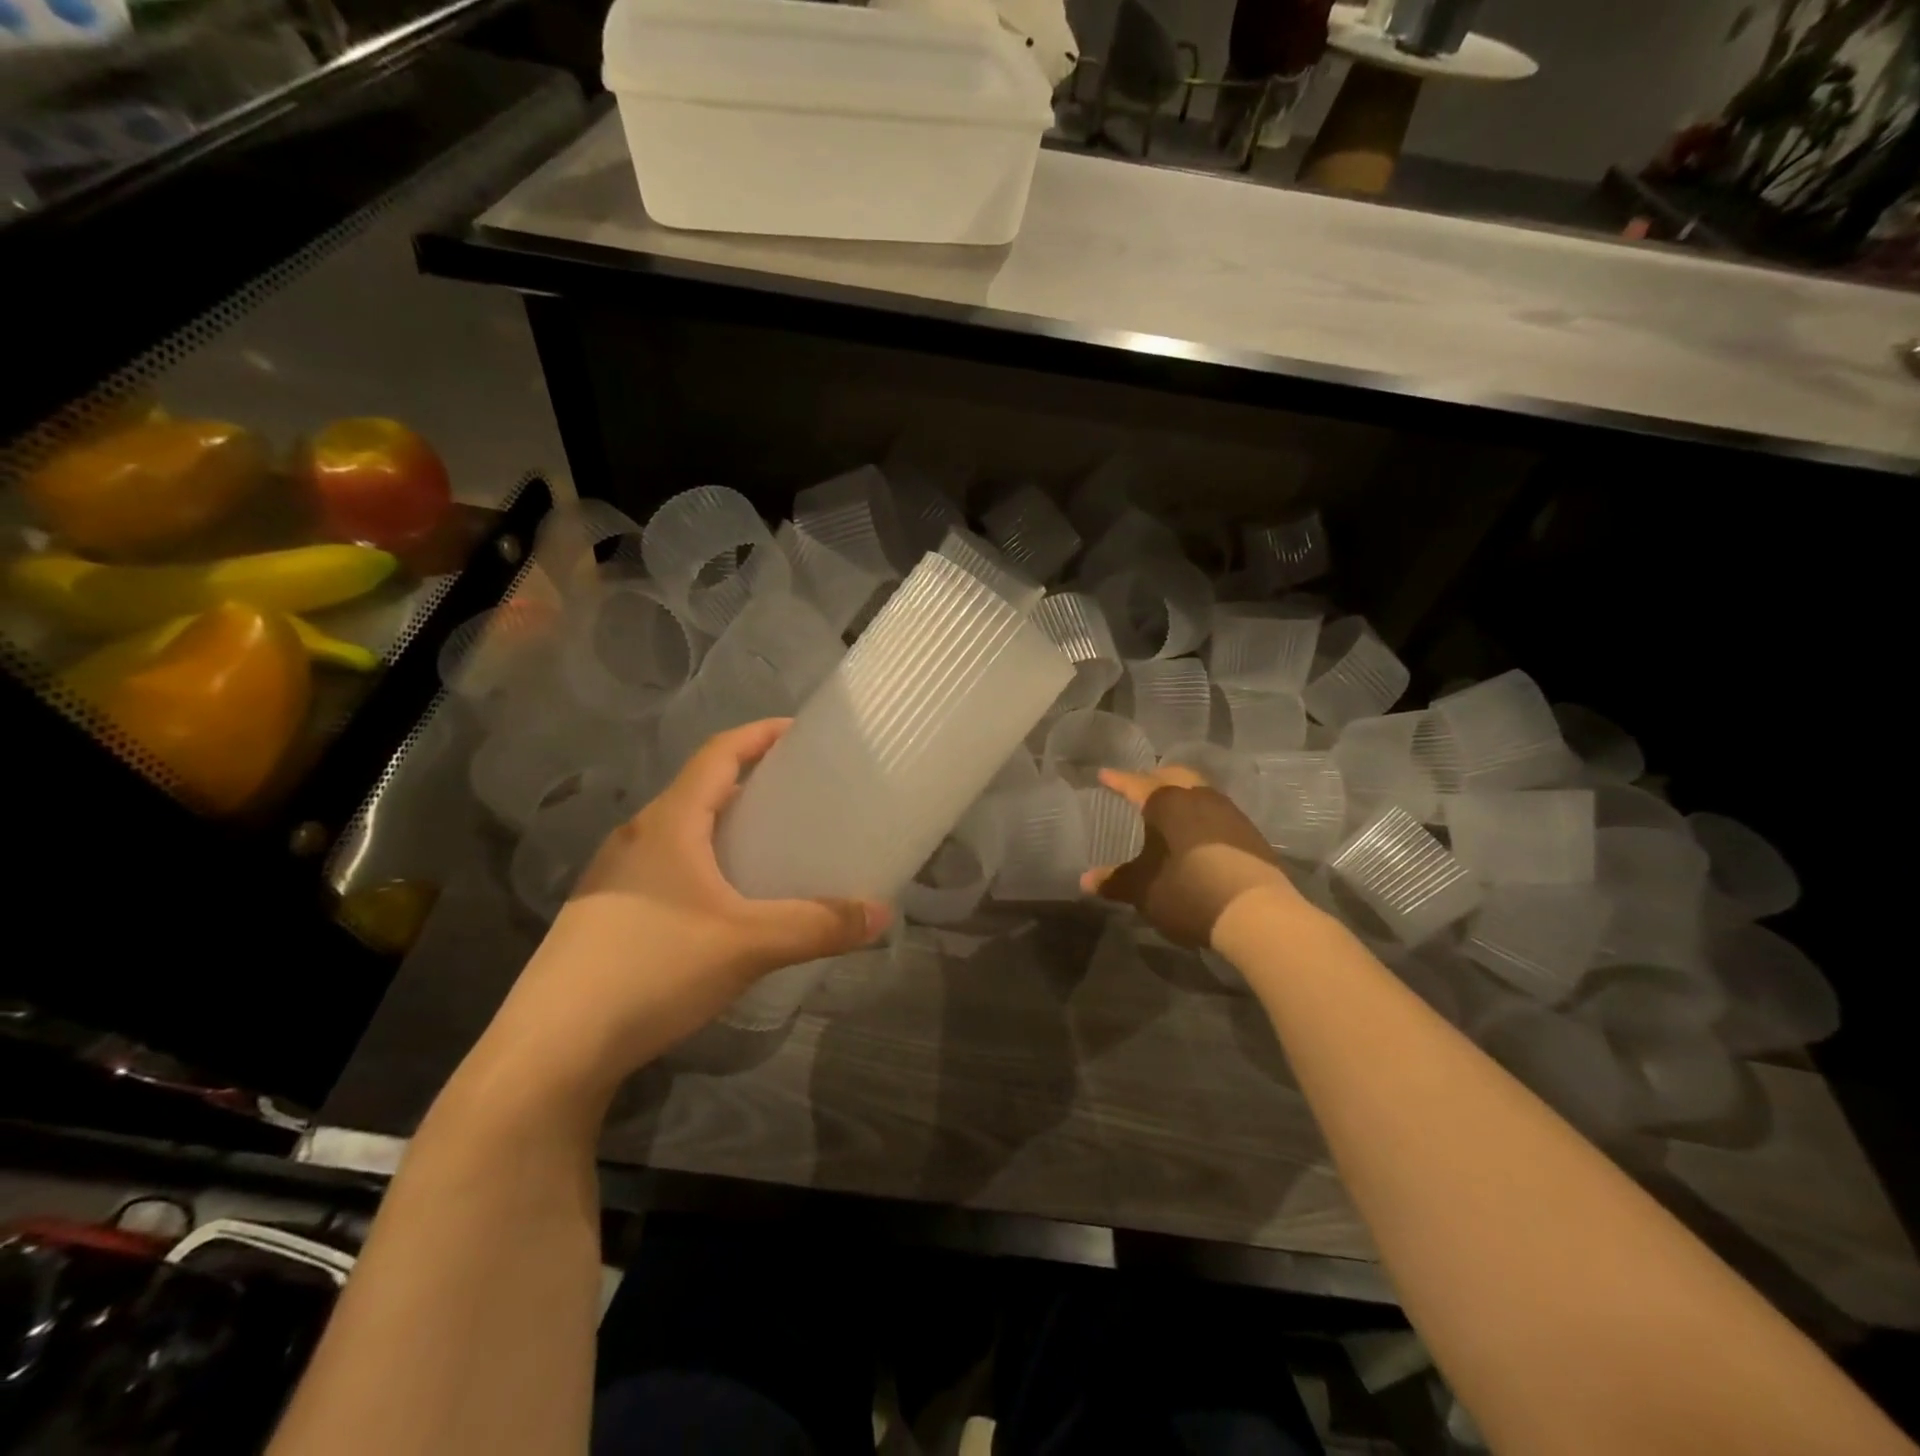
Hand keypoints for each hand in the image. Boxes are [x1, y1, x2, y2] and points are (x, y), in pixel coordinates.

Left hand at [480, 720, 889, 1095]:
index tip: (800, 731)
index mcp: (668, 823)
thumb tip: (882, 913)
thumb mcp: (748, 945)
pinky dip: (703, 864)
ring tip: (769, 846)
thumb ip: (818, 926)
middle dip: (749, 782)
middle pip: (700, 789)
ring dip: (724, 826)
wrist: (550, 1051)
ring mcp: (614, 877)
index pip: (718, 754)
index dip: (759, 734)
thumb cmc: (652, 970)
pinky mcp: (604, 915)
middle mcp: (637, 837)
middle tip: (799, 794)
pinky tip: (724, 904)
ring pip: (680, 832)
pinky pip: (666, 868)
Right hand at [1082, 765, 1298, 947]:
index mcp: (1168, 802)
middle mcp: (1199, 797)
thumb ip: (1115, 881)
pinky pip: (1217, 811)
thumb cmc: (1189, 891)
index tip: (1104, 775)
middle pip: (1174, 775)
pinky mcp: (1249, 833)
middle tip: (1139, 786)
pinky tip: (1197, 832)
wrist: (1257, 913)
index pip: (1136, 784)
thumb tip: (1085, 880)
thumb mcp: (1144, 890)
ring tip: (1169, 808)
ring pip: (1199, 790)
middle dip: (1154, 778)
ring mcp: (1229, 813)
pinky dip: (1200, 814)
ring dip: (1181, 794)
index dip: (1118, 780)